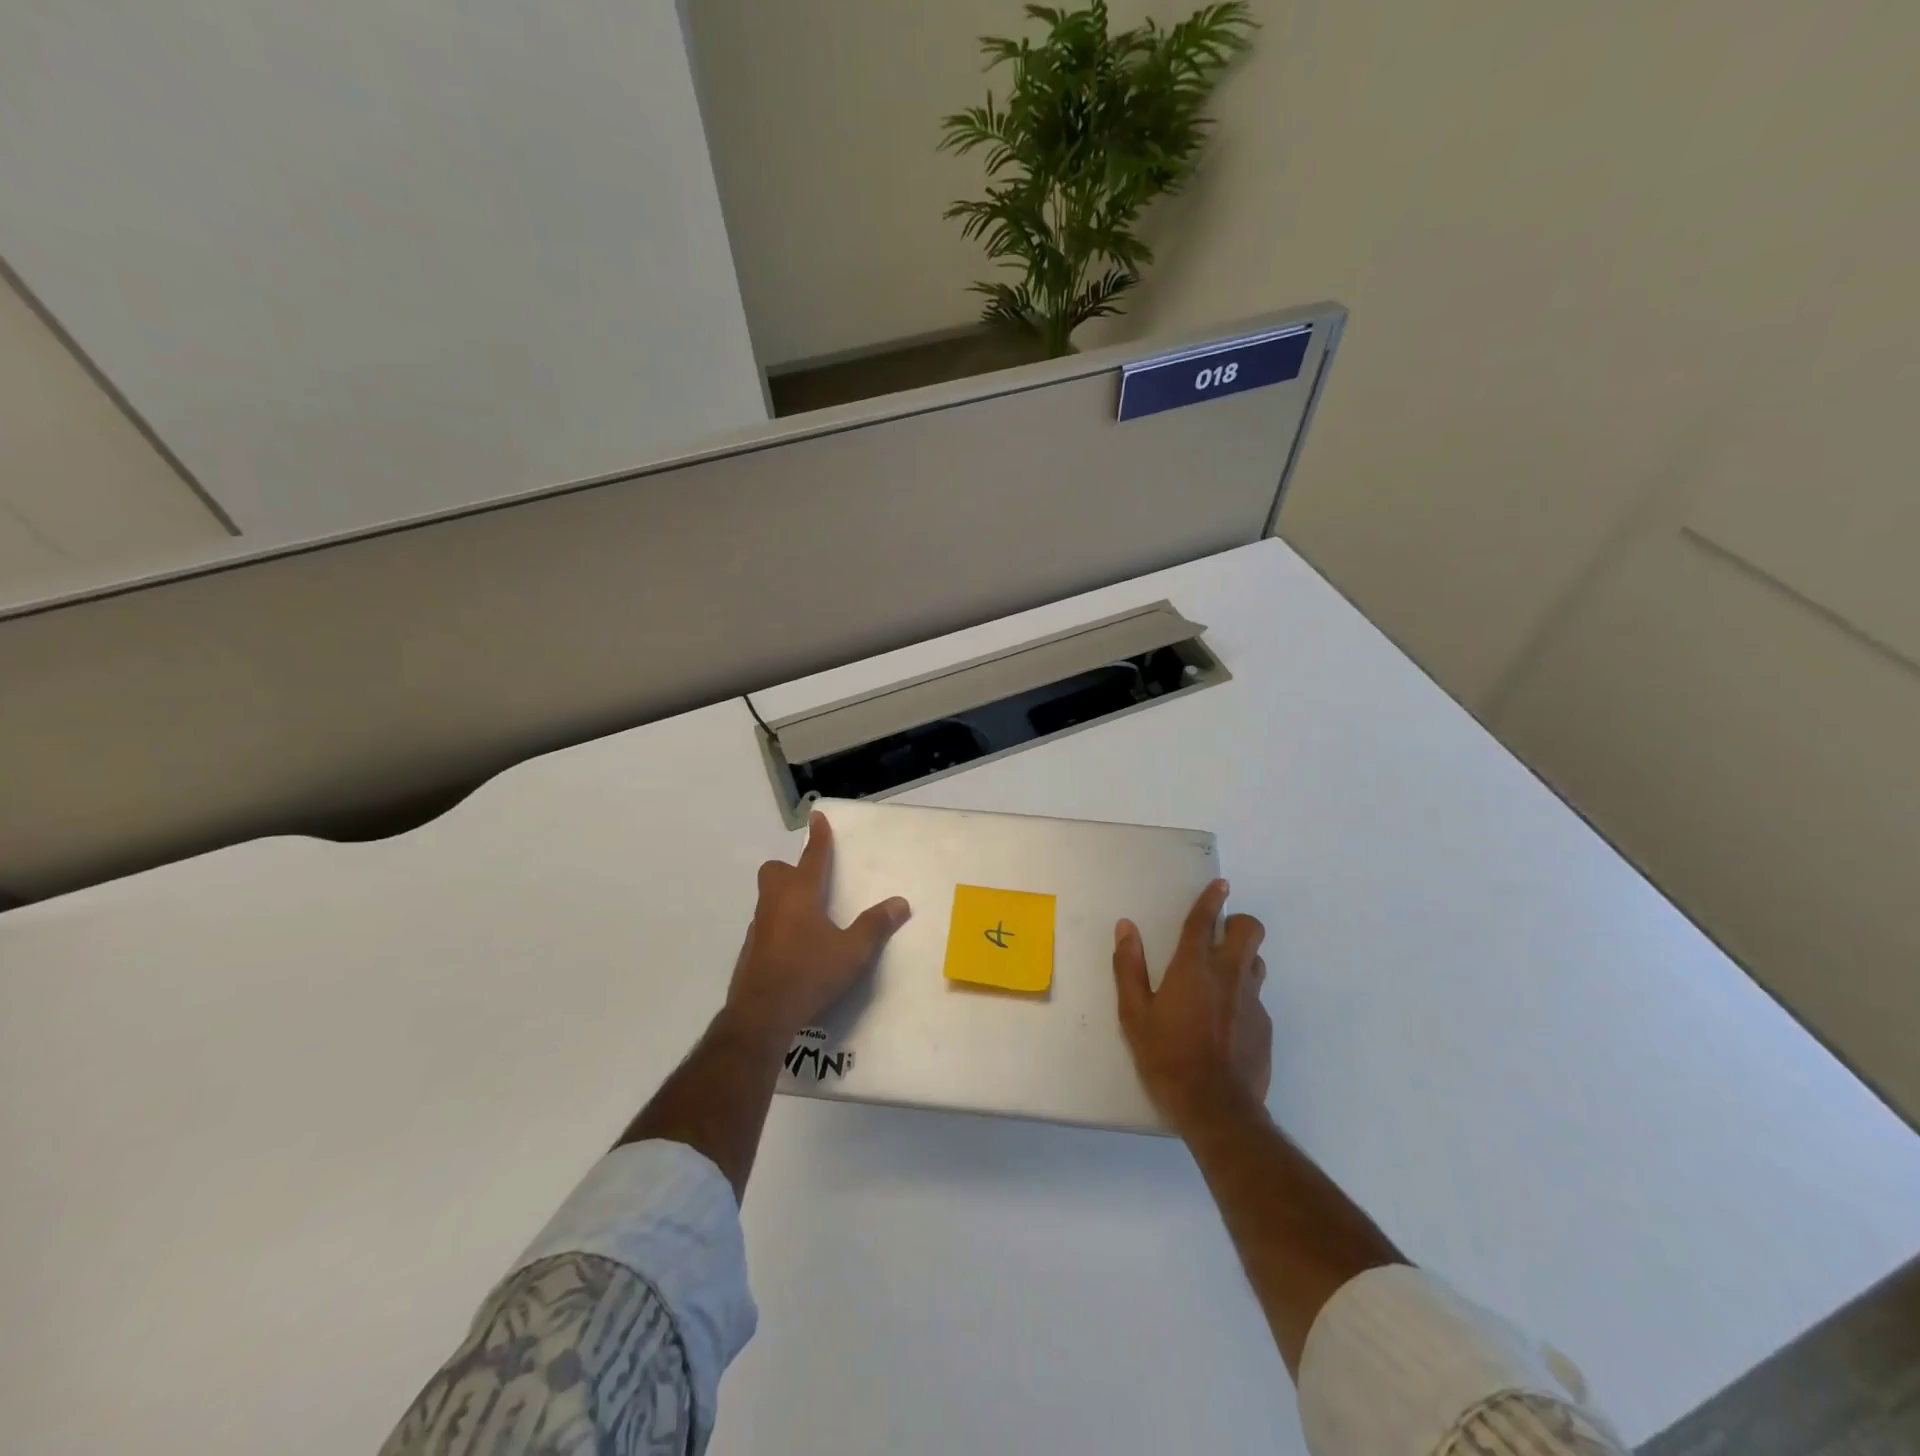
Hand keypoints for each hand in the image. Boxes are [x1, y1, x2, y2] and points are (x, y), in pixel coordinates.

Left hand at [721, 811, 910, 1050]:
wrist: (761, 1015)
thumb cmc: (809, 974)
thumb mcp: (852, 952)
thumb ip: (875, 926)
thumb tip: (900, 903)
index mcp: (800, 894)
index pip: (812, 857)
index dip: (818, 837)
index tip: (817, 816)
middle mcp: (775, 903)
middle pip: (775, 872)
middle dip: (791, 869)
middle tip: (812, 881)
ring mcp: (758, 927)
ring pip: (768, 898)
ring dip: (786, 897)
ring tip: (810, 917)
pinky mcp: (751, 950)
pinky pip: (766, 924)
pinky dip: (780, 925)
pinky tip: (796, 947)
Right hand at [1113, 879, 1270, 1130]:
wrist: (1217, 1108)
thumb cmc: (1167, 1057)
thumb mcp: (1134, 1014)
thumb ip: (1129, 967)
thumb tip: (1126, 928)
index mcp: (1193, 968)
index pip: (1204, 921)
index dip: (1211, 899)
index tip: (1220, 884)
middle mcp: (1228, 975)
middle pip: (1249, 931)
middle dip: (1238, 924)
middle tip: (1221, 934)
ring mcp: (1252, 1001)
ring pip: (1257, 962)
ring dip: (1243, 959)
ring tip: (1221, 977)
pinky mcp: (1265, 1026)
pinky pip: (1256, 998)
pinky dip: (1242, 998)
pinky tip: (1226, 1023)